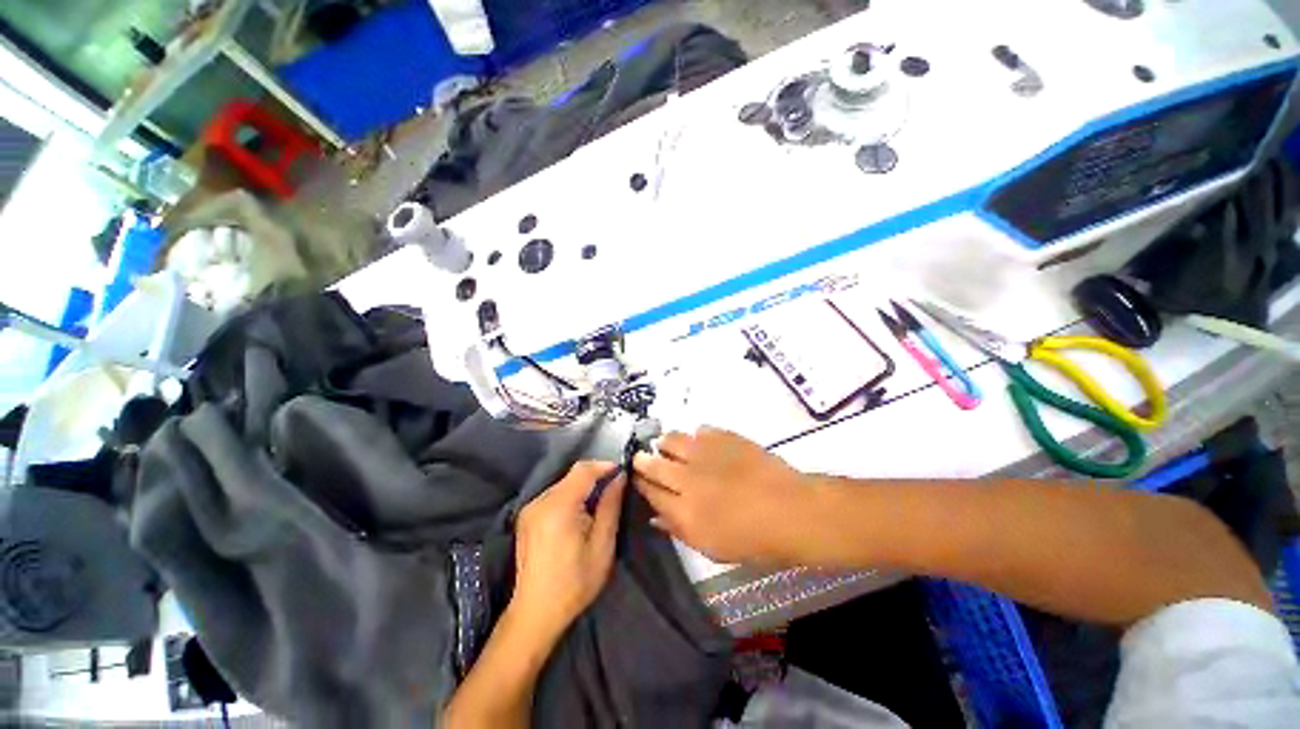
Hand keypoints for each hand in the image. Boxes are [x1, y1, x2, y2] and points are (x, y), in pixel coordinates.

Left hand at [512, 461, 624, 640]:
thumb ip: (611, 506)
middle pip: (572, 475)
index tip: (623, 472)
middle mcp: (540, 501)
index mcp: (558, 507)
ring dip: (583, 487)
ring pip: (563, 484)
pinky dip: (571, 496)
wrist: (536, 613)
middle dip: (595, 477)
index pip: (583, 470)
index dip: (604, 466)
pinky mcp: (526, 517)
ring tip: (600, 503)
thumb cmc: (575, 582)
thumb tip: (620, 477)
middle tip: (615, 489)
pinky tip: (580, 514)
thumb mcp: (602, 545)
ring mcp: (530, 509)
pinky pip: (554, 495)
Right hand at [633, 427, 808, 565]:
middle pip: (653, 464)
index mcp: (684, 512)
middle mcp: (687, 479)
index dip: (640, 484)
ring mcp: (705, 454)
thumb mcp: (713, 548)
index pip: (650, 492)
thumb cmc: (755, 540)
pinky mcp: (723, 436)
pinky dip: (695, 437)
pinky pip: (699, 430)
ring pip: (671, 440)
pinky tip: (702, 443)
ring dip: (666, 444)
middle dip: (643, 460)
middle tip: (642, 458)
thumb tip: (654, 516)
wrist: (791, 510)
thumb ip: (679, 530)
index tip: (636, 478)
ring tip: (669, 447)